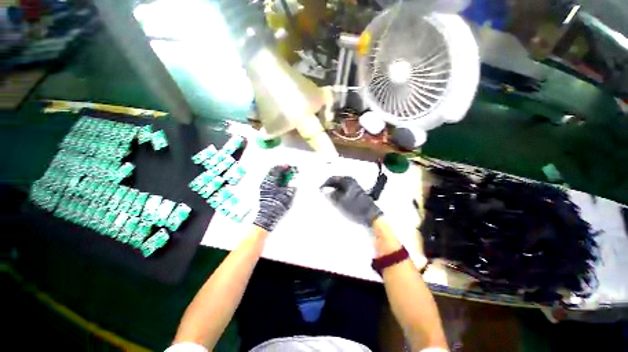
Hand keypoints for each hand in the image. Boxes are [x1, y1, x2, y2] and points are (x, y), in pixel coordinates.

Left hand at [254, 165, 296, 231]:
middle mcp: (265, 182)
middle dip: (280, 170)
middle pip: (272, 172)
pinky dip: (275, 180)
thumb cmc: (277, 205)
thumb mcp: (287, 195)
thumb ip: (291, 186)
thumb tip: (293, 182)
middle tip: (287, 171)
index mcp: (270, 181)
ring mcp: (263, 187)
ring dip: (277, 175)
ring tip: (284, 177)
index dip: (283, 167)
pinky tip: (280, 184)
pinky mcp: (263, 192)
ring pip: (270, 177)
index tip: (288, 167)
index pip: (276, 169)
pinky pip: (269, 182)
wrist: (267, 216)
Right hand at [321, 176, 382, 226]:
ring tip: (328, 198)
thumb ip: (330, 195)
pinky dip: (339, 194)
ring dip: (334, 191)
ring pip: (340, 186)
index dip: (325, 184)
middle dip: (329, 187)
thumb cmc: (355, 207)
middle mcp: (351, 181)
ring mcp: (355, 187)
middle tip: (323, 193)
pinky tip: (336, 200)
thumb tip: (323, 190)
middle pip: (336, 182)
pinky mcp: (356, 193)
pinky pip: (344, 190)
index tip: (319, 190)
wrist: (371, 216)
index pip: (332, 178)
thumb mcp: (340, 201)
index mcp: (347, 180)